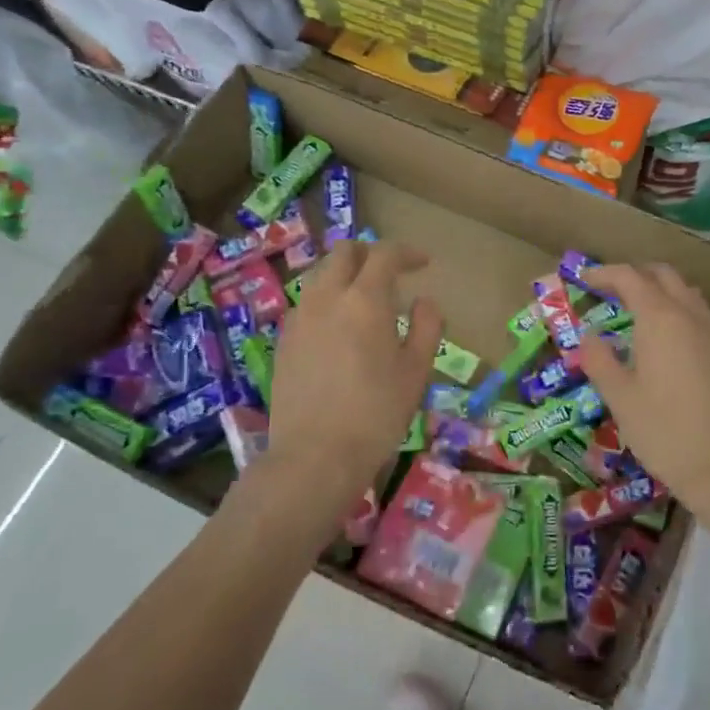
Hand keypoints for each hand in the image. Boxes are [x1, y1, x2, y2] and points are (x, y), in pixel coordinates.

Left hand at [268, 241, 443, 490]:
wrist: (314, 456)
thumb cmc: (376, 413)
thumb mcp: (416, 371)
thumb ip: (426, 327)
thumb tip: (423, 302)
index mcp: (364, 300)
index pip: (384, 254)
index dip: (406, 252)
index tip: (423, 264)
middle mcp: (326, 298)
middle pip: (344, 253)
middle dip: (370, 253)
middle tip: (391, 273)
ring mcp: (299, 318)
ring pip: (320, 276)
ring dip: (345, 275)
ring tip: (365, 301)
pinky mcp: (283, 341)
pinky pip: (307, 304)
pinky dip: (327, 301)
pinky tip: (340, 330)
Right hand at [576, 263, 709, 505]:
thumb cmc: (664, 431)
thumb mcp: (620, 398)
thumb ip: (600, 360)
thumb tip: (589, 337)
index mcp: (660, 319)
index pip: (630, 277)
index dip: (604, 273)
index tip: (583, 278)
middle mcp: (689, 316)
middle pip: (662, 275)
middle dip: (634, 275)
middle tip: (608, 290)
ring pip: (685, 292)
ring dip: (658, 289)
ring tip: (634, 310)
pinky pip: (698, 313)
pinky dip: (676, 309)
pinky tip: (664, 338)